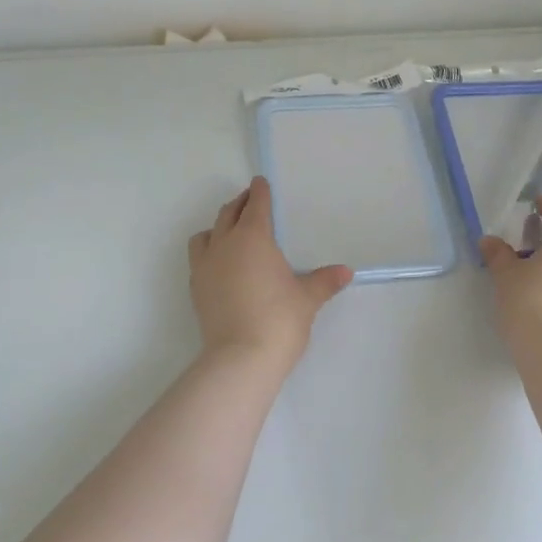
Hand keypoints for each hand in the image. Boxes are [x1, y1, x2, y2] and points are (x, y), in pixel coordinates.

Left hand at [188, 177, 352, 372]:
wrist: (241, 358)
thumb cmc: (279, 319)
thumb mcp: (307, 298)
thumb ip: (324, 281)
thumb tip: (346, 272)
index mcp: (253, 238)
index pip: (256, 205)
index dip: (260, 192)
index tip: (260, 183)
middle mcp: (225, 245)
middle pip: (229, 214)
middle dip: (240, 204)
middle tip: (250, 201)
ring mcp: (205, 267)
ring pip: (206, 234)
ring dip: (218, 227)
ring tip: (230, 233)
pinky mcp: (196, 289)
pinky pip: (199, 259)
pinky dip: (209, 252)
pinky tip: (221, 265)